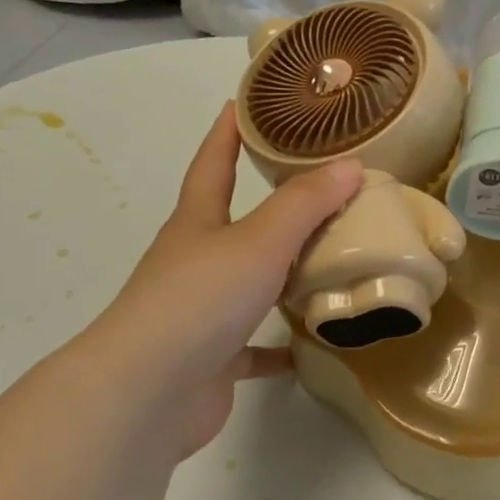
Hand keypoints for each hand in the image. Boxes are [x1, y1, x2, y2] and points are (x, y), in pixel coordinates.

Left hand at [79, 102, 362, 463]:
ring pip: (247, 283)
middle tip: (317, 187)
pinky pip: (252, 345)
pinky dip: (278, 345)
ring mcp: (199, 313)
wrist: (147, 394)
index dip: (226, 134)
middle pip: (232, 223)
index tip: (242, 105)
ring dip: (280, 274)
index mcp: (197, 225)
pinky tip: (311, 345)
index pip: (212, 166)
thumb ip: (305, 203)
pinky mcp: (211, 360)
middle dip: (267, 205)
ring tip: (328, 263)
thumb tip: (352, 165)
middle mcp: (194, 263)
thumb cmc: (200, 300)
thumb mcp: (260, 241)